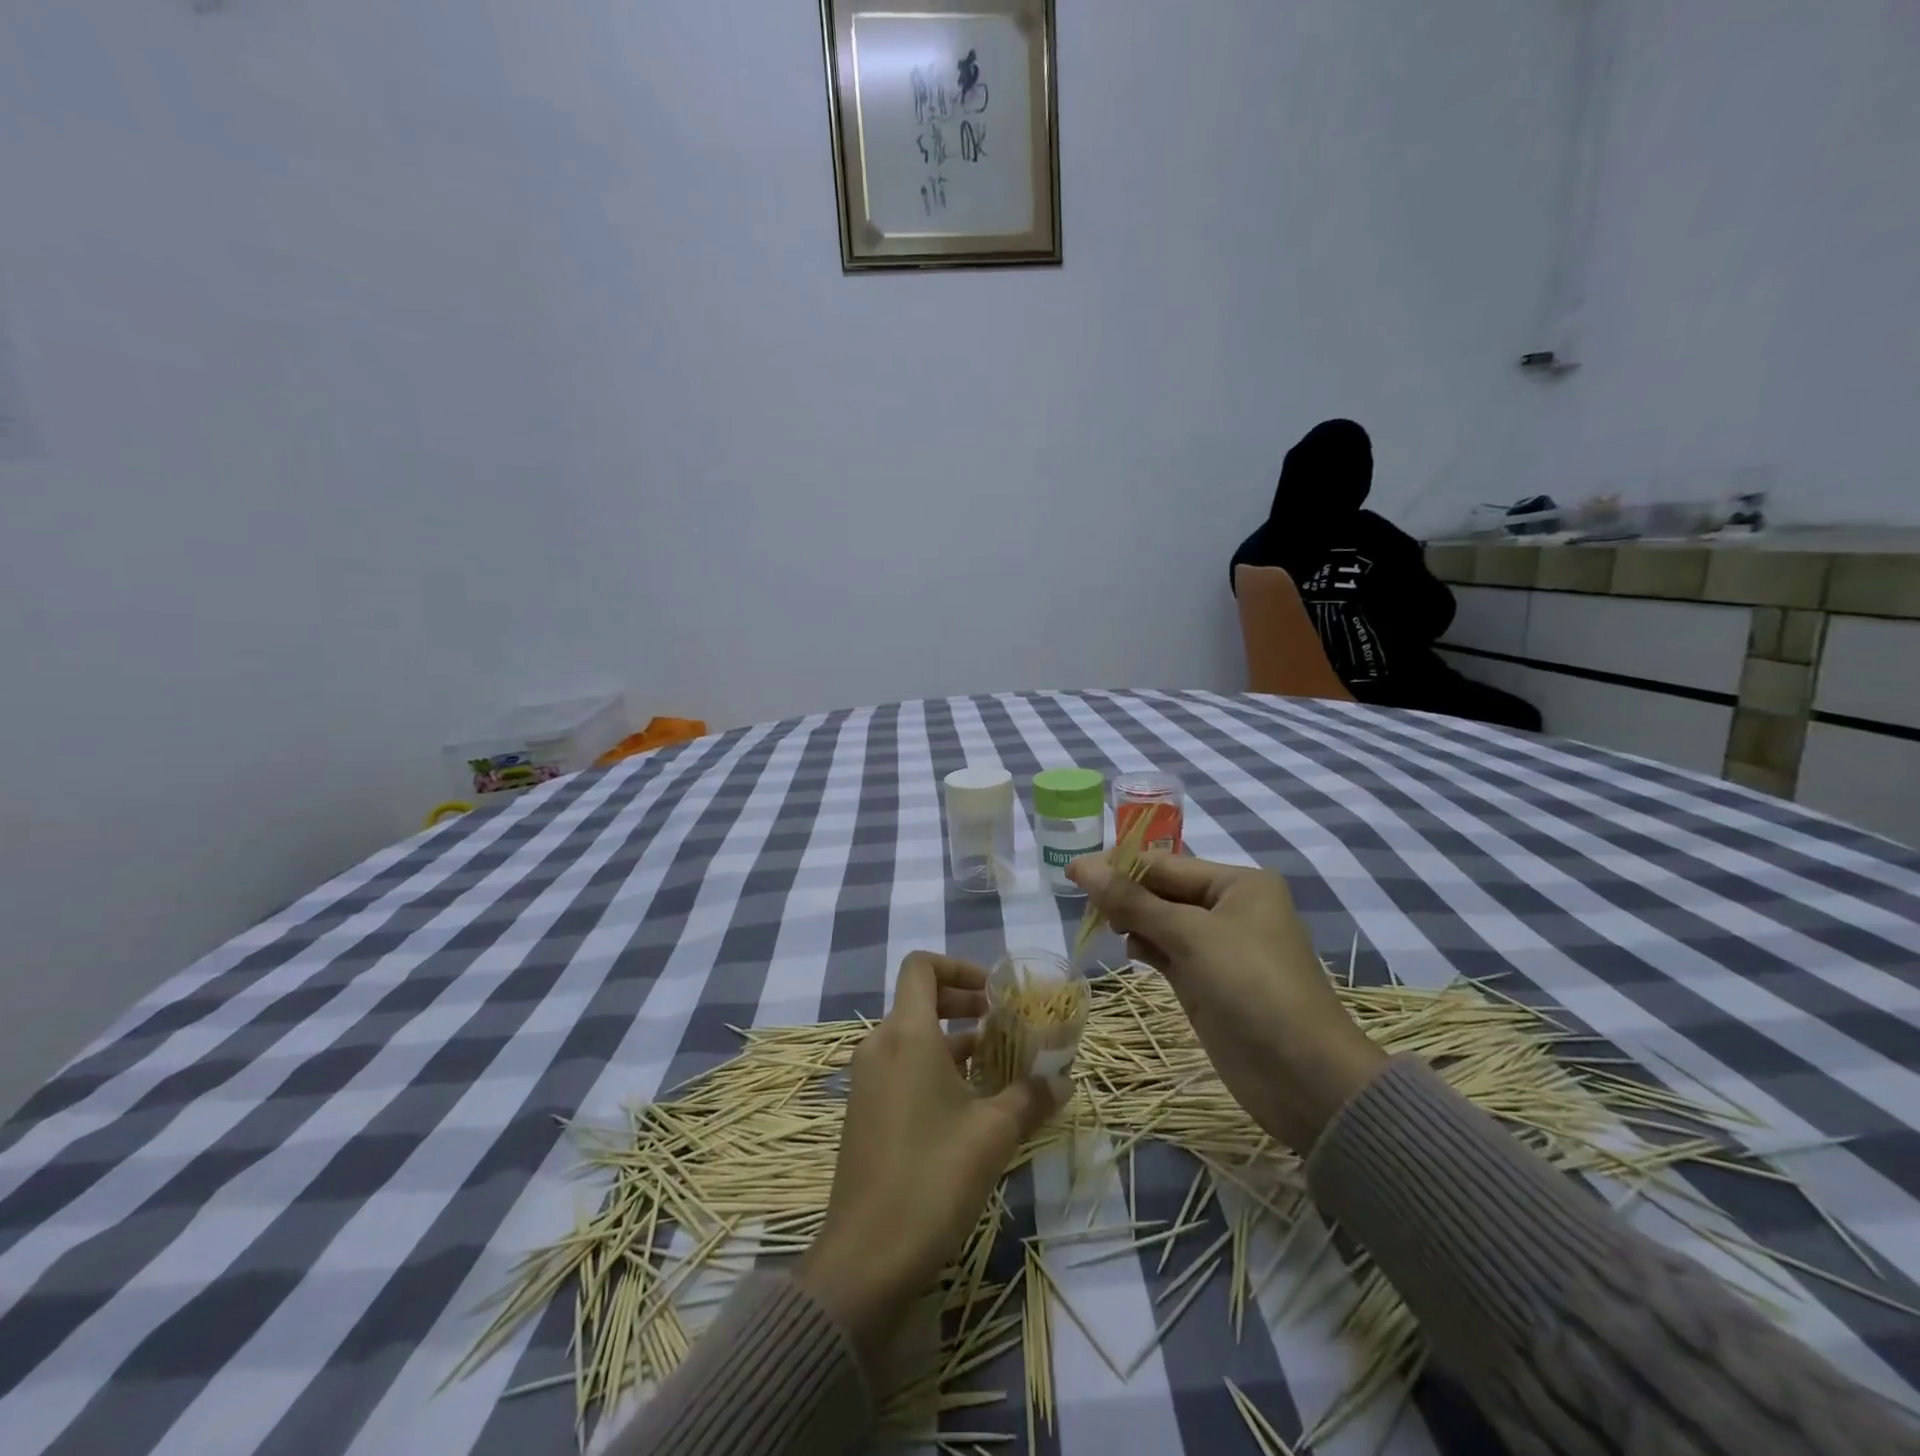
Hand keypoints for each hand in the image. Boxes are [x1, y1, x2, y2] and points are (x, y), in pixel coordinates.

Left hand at [796, 952, 1057, 1366]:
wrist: (866, 1257)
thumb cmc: (932, 1177)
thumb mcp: (993, 1133)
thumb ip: (1031, 1096)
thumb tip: (1064, 1080)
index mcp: (906, 1034)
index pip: (921, 967)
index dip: (959, 967)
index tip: (994, 993)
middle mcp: (880, 1045)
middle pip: (919, 999)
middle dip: (962, 1003)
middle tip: (1002, 1024)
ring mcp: (867, 1080)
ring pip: (913, 1037)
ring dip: (953, 1041)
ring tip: (997, 1067)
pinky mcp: (865, 1112)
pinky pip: (901, 1067)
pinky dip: (934, 1068)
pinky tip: (968, 1106)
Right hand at [1067, 854, 1384, 1150]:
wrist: (1304, 1079)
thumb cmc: (1252, 988)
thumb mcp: (1191, 936)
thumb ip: (1132, 901)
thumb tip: (1080, 866)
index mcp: (1238, 883)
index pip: (1166, 863)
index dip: (1118, 866)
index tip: (1071, 873)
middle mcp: (1230, 908)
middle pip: (1162, 890)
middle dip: (1125, 894)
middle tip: (1084, 906)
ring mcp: (1219, 947)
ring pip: (1161, 921)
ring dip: (1132, 921)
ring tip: (1104, 928)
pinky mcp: (1208, 981)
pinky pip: (1167, 952)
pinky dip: (1146, 948)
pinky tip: (1129, 951)